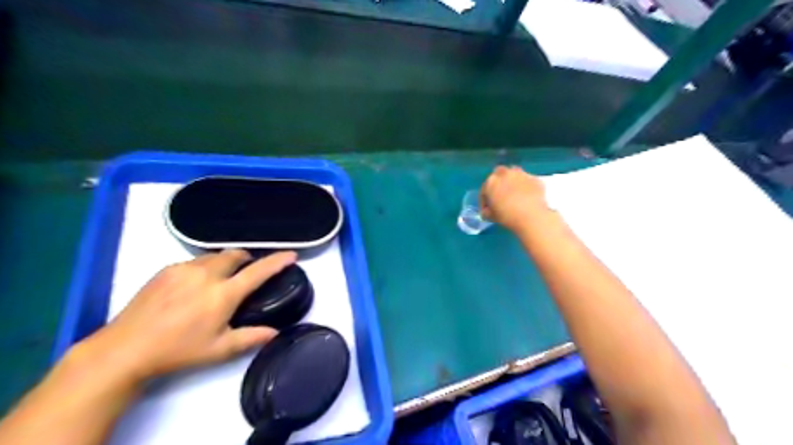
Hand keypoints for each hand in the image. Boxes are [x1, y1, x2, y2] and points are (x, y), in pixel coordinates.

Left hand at [78, 250, 295, 382]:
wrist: (125, 349)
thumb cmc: (178, 351)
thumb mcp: (219, 350)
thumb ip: (251, 338)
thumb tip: (275, 332)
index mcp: (223, 295)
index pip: (258, 272)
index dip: (277, 261)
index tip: (291, 255)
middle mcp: (206, 275)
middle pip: (235, 254)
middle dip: (247, 259)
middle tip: (247, 272)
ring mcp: (184, 269)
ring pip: (214, 256)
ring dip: (225, 262)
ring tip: (220, 280)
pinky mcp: (166, 270)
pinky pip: (194, 262)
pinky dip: (203, 268)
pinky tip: (194, 286)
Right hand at [476, 166, 553, 230]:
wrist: (531, 216)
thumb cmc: (507, 216)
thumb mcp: (491, 217)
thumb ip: (487, 211)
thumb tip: (487, 211)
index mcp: (491, 182)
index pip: (484, 190)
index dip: (485, 200)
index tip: (488, 209)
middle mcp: (505, 174)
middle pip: (499, 174)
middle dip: (498, 183)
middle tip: (501, 196)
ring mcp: (521, 174)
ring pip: (514, 174)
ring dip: (512, 181)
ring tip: (515, 194)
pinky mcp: (534, 178)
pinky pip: (527, 181)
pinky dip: (526, 187)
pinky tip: (528, 197)